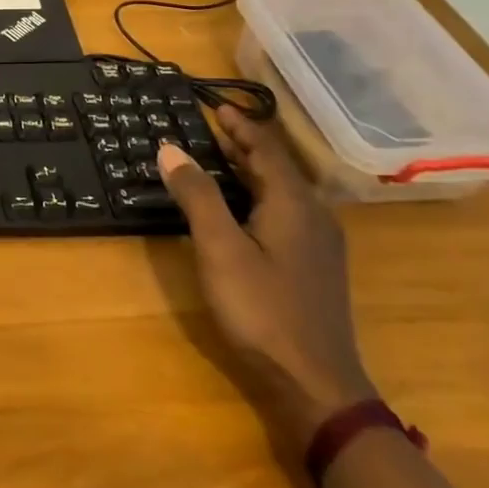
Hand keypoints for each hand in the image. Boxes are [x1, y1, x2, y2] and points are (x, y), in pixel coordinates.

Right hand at [157, 107, 376, 451]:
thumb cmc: (262, 309)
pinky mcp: (312, 266)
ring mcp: (317, 244)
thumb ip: (197, 195)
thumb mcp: (220, 248)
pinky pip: (282, 212)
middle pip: (276, 168)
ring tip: (216, 158)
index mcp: (294, 204)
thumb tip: (171, 148)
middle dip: (243, 145)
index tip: (215, 105)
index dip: (240, 125)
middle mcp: (313, 216)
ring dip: (248, 170)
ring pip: (280, 191)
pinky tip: (237, 207)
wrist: (315, 382)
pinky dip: (255, 195)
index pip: (266, 149)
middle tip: (209, 128)